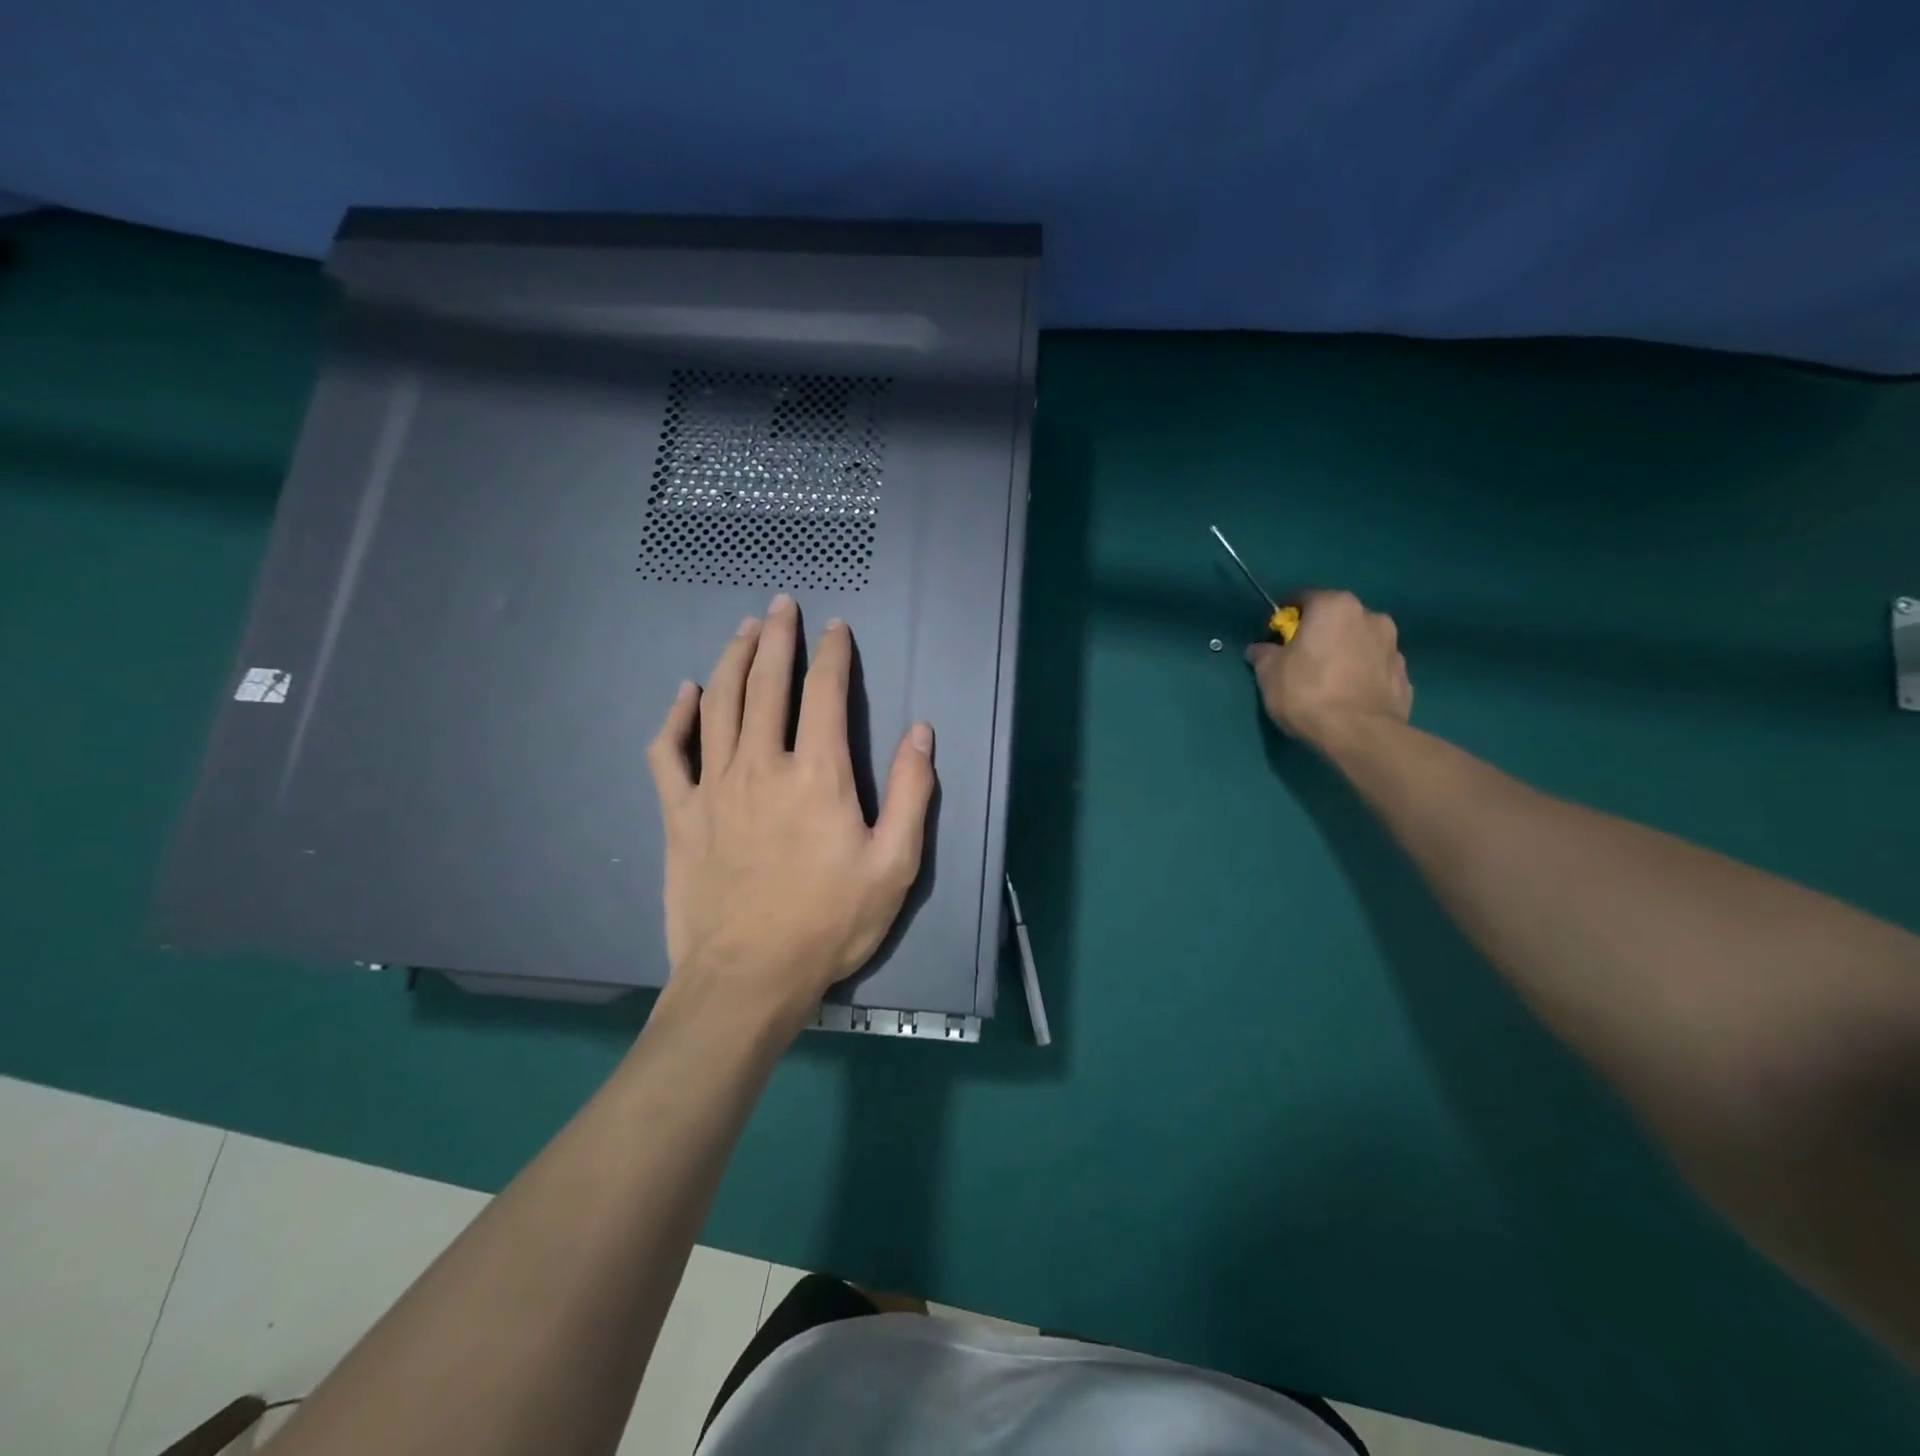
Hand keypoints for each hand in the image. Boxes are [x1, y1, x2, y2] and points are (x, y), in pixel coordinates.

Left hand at [647, 595, 935, 1021]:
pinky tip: (686, 695)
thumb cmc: (829, 923)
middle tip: (781, 606)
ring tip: (743, 629)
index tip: (836, 628)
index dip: (832, 654)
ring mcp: (714, 786)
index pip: (824, 693)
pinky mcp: (680, 813)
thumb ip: (912, 792)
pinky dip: (676, 717)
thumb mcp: (895, 865)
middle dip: (776, 637)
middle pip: (767, 683)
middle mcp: (762, 765)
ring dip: (732, 659)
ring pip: (719, 704)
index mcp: (818, 774)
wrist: (748, 978)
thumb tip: (920, 731)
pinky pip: (669, 752)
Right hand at [1245, 590, 1411, 747]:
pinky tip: (1348, 696)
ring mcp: (1393, 645)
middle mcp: (1370, 616)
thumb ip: (1263, 654)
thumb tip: (1260, 649)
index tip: (1275, 638)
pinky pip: (1375, 667)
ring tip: (1327, 681)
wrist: (1360, 734)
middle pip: (1336, 618)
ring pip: (1360, 641)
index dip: (1285, 617)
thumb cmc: (1307, 693)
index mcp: (1334, 606)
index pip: (1303, 598)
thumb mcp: (1269, 673)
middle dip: (1319, 633)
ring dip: (1344, 652)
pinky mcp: (1404, 675)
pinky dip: (1362, 674)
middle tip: (1301, 659)